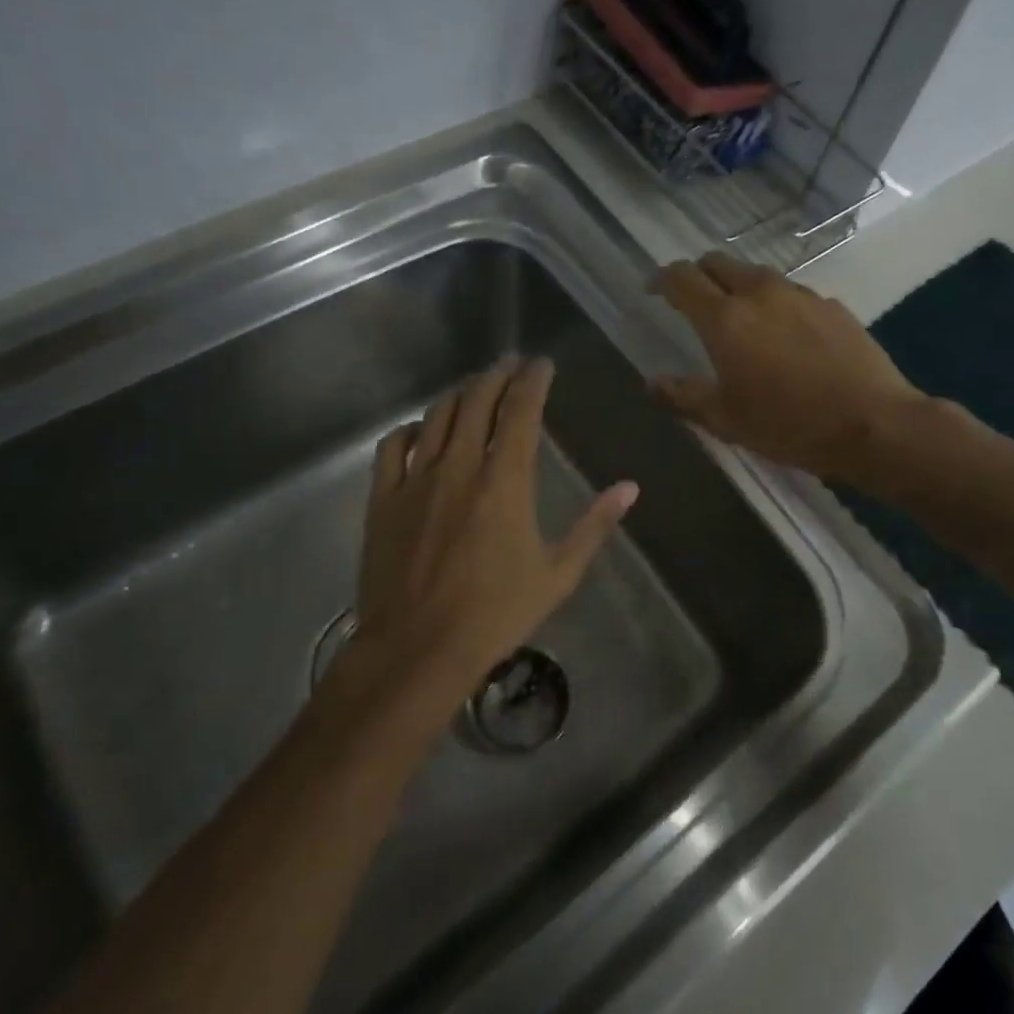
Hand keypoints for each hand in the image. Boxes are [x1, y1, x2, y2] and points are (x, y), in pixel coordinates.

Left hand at [346, 357, 638, 719]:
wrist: (418, 649)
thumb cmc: (495, 614)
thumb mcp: (558, 574)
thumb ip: (594, 526)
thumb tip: (630, 488)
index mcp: (505, 481)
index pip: (521, 410)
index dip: (533, 380)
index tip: (542, 364)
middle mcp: (460, 465)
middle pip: (477, 400)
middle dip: (497, 375)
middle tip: (511, 364)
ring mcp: (416, 479)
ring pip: (437, 416)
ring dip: (459, 394)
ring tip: (475, 386)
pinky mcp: (383, 498)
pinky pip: (393, 446)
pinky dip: (412, 429)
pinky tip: (422, 430)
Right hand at [653, 253, 929, 484]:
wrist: (873, 424)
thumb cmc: (789, 426)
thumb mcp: (727, 420)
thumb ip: (684, 396)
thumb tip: (652, 383)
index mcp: (725, 319)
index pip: (682, 278)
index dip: (662, 279)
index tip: (653, 290)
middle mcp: (760, 294)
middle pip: (718, 262)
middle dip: (698, 274)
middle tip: (692, 301)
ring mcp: (800, 294)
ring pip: (756, 275)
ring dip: (738, 287)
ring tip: (740, 319)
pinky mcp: (832, 305)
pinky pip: (791, 293)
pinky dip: (775, 304)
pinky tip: (785, 336)